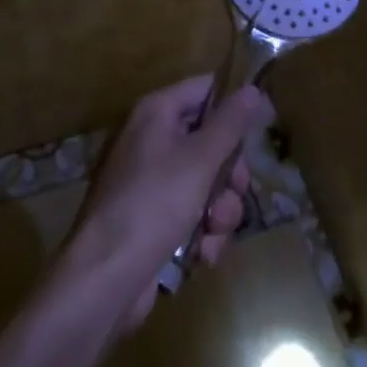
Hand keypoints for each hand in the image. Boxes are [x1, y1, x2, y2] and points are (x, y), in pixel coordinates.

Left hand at [63, 76, 273, 329]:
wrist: (105, 278)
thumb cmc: (154, 204)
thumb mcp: (200, 160)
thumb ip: (229, 124)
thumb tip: (252, 88)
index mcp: (156, 113)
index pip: (204, 90)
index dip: (233, 105)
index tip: (262, 125)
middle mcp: (151, 140)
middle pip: (209, 141)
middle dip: (229, 174)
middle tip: (237, 190)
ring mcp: (151, 182)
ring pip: (206, 183)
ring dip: (220, 211)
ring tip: (213, 231)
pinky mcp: (153, 219)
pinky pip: (191, 214)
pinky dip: (202, 233)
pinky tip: (202, 253)